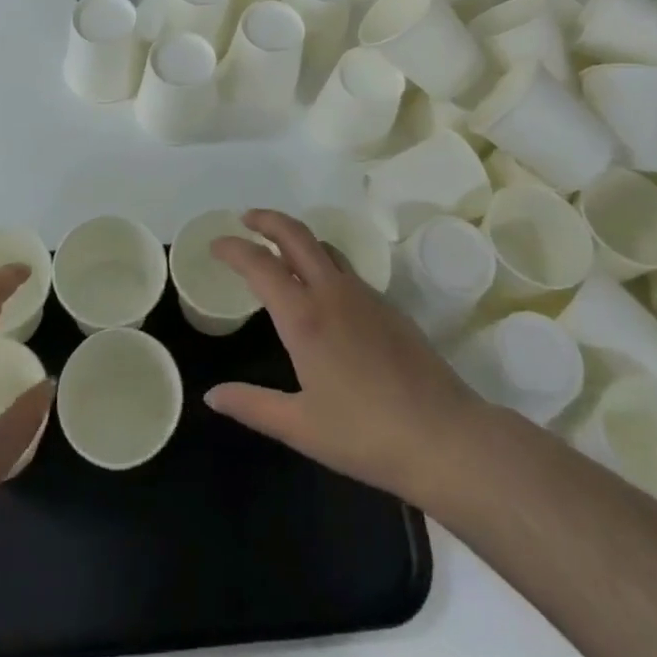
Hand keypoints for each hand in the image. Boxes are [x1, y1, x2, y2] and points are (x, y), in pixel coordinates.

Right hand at [205, 209, 488, 510]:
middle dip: (267, 220)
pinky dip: (322, 262)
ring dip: (297, 238)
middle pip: (296, 235)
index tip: (215, 244)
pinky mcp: (388, 307)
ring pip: (324, 248)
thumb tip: (211, 395)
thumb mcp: (300, 427)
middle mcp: (332, 293)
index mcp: (304, 317)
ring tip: (279, 248)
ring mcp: (364, 295)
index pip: (260, 265)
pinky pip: (346, 269)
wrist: (444, 437)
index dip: (233, 248)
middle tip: (246, 219)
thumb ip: (252, 405)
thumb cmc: (365, 435)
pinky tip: (322, 291)